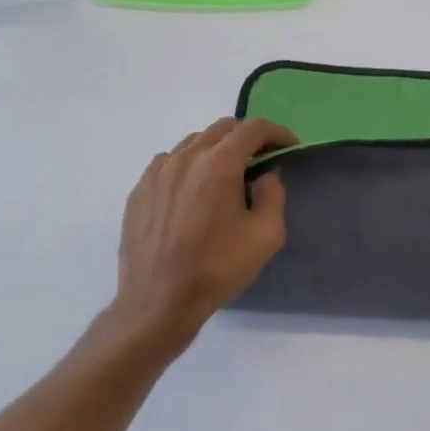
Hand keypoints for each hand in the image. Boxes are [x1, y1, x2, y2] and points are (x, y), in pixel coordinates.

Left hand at [105, 117, 296, 349]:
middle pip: (221, 128)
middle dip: (247, 136)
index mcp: (219, 164)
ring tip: (228, 173)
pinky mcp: (139, 190)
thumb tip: (266, 175)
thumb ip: (273, 194)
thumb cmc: (218, 268)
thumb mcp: (266, 235)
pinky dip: (189, 164)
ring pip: (193, 143)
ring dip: (217, 149)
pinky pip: (169, 162)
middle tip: (263, 157)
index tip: (290, 145)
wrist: (158, 302)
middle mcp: (186, 158)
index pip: (252, 129)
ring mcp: (157, 172)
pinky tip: (194, 189)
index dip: (277, 132)